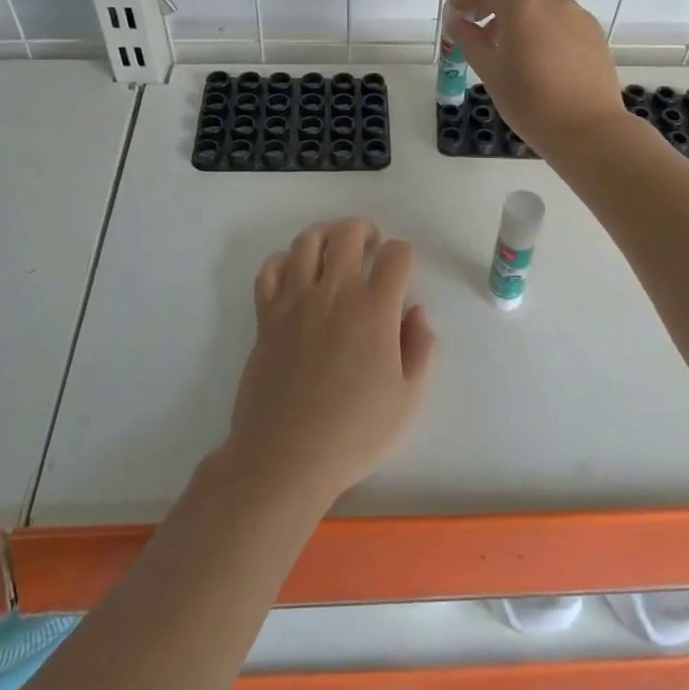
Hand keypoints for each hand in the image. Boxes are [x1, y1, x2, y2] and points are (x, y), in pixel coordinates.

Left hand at [222, 217, 437, 512]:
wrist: (284, 458)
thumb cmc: (353, 434)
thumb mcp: (409, 401)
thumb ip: (422, 349)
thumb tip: (415, 312)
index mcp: (374, 311)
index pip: (396, 254)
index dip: (404, 256)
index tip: (403, 274)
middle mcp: (334, 293)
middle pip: (348, 232)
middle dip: (365, 231)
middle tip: (371, 248)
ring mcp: (295, 301)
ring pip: (307, 241)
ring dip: (326, 236)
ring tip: (335, 253)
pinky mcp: (266, 315)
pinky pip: (270, 268)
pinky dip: (284, 261)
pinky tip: (296, 276)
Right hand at [447, 0, 626, 159]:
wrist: (589, 131)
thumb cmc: (531, 104)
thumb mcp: (490, 72)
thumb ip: (469, 39)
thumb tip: (455, 19)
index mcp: (523, 6)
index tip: (462, 19)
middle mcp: (553, 0)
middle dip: (492, 3)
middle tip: (481, 36)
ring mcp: (577, 14)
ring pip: (539, 0)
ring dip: (517, 15)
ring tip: (510, 52)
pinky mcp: (593, 31)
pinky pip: (559, 16)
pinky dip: (541, 25)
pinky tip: (539, 60)